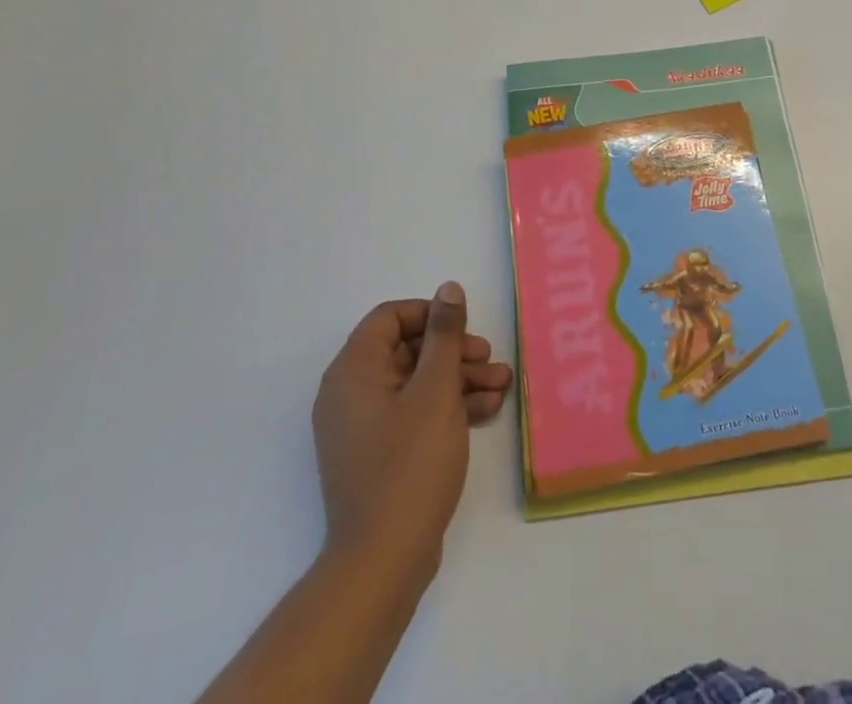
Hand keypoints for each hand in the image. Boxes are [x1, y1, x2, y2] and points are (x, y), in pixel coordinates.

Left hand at [311, 284, 513, 573]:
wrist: (383, 562)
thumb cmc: (409, 464)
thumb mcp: (436, 390)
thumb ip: (444, 335)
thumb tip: (447, 290)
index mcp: (354, 371)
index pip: (389, 318)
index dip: (430, 315)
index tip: (464, 328)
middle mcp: (350, 393)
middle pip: (407, 350)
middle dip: (454, 352)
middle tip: (490, 360)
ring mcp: (362, 427)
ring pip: (415, 383)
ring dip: (458, 380)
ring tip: (502, 386)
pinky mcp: (377, 455)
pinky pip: (413, 413)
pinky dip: (446, 408)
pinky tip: (485, 411)